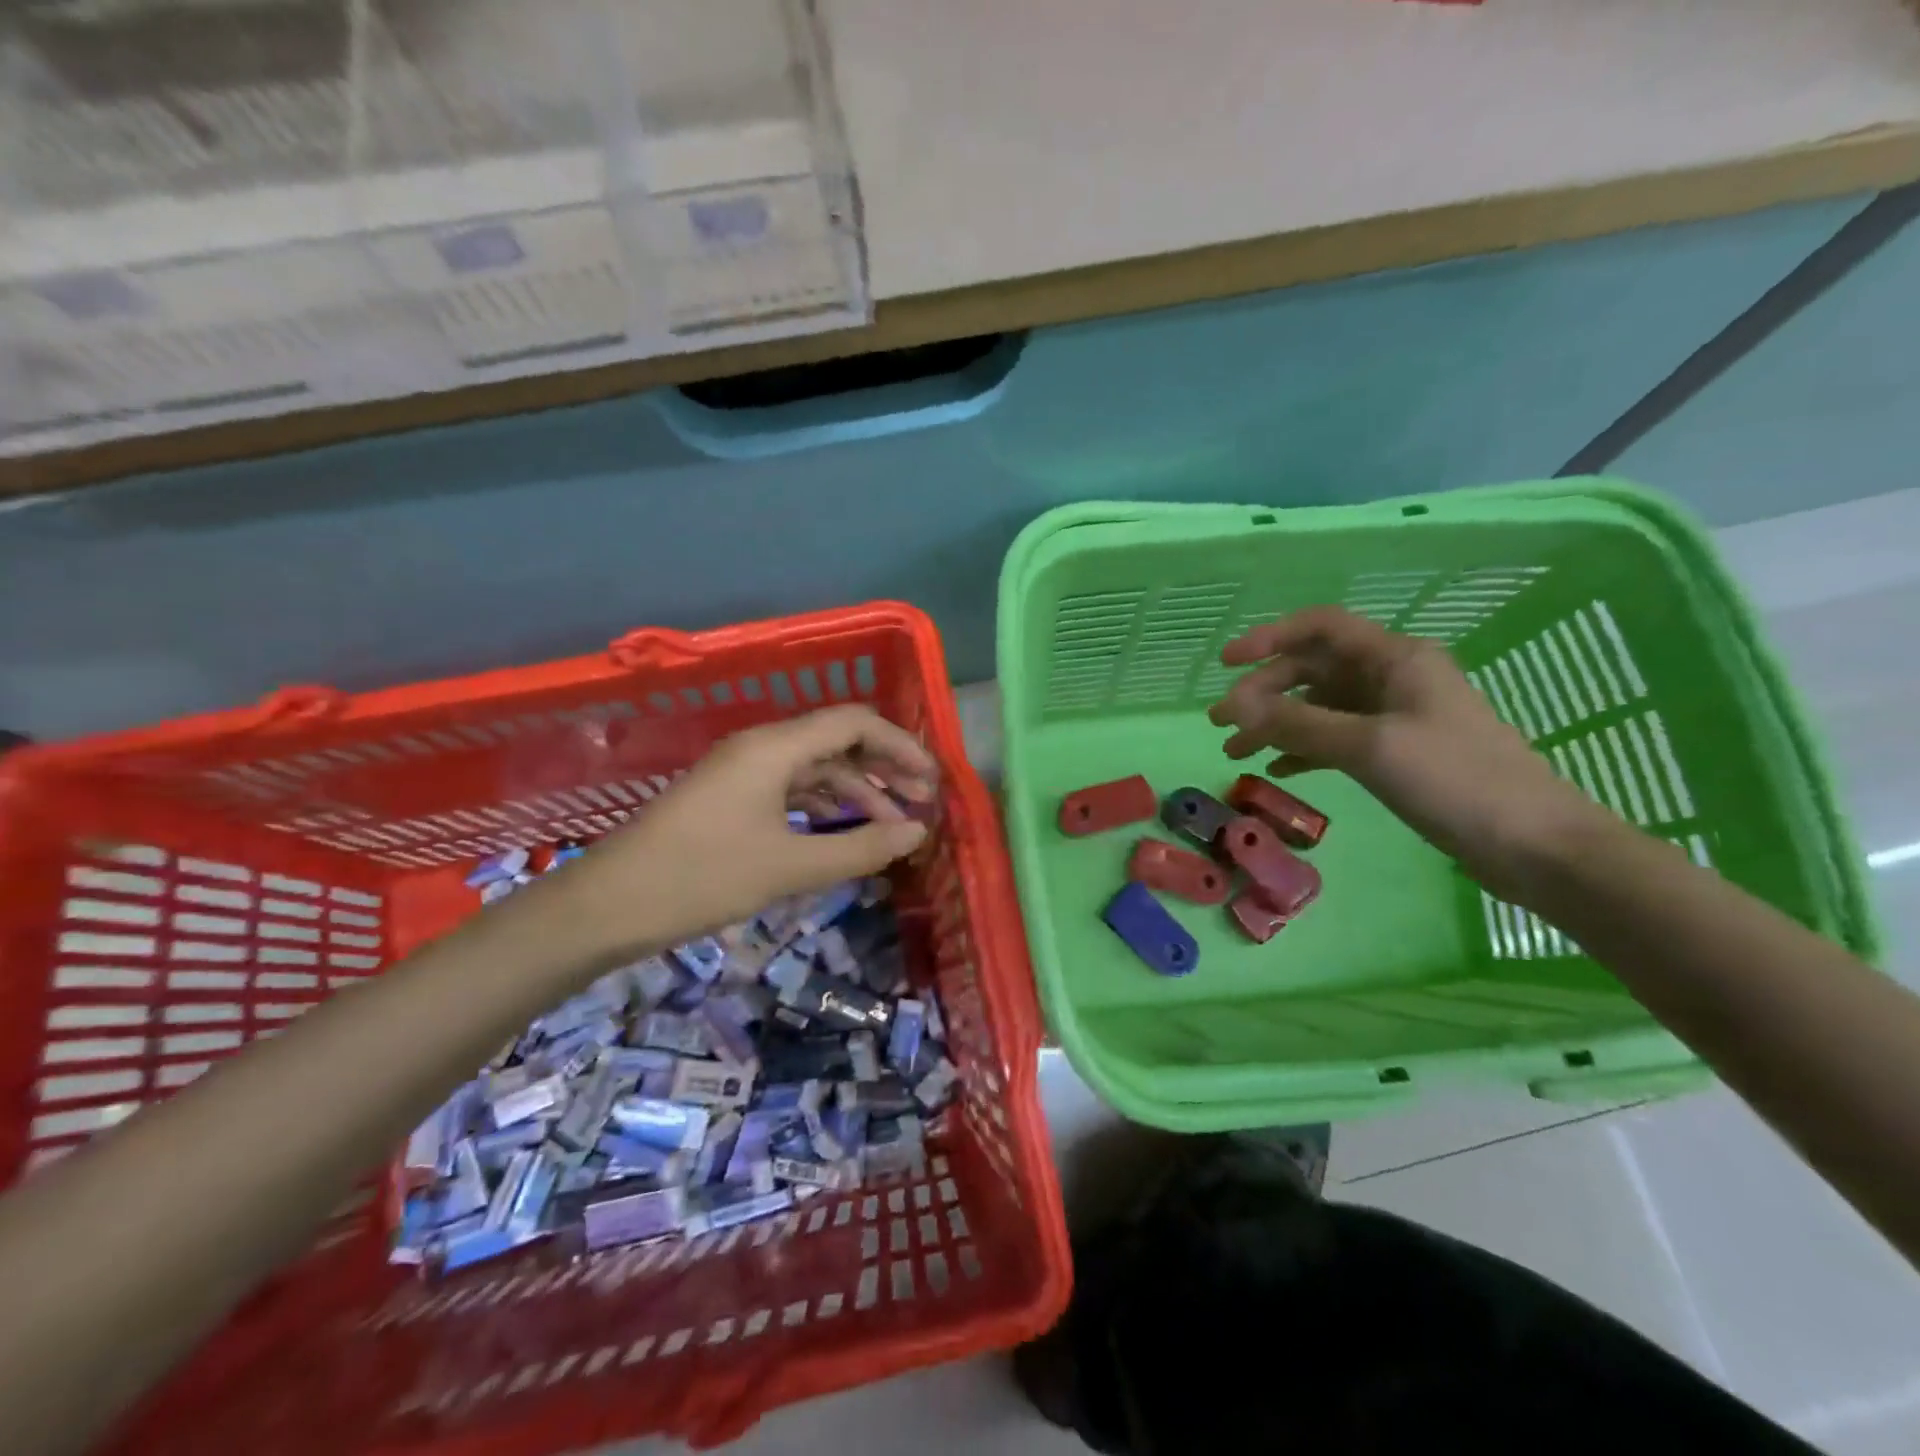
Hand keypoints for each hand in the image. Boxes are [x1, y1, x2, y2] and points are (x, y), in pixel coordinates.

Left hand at [562, 705, 938, 952]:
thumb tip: (917, 832)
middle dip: (883, 768)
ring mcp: (742, 773)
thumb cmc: (700, 877)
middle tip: (921, 802)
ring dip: (856, 792)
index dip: (899, 746)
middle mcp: (760, 748)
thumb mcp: (788, 866)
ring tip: (891, 827)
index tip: (931, 781)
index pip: (853, 723)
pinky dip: (824, 808)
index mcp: (774, 747)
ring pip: (814, 769)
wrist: (605, 907)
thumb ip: (859, 847)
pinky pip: (791, 791)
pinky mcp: (730, 799)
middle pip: (837, 741)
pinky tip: (843, 834)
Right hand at [1206, 607, 1599, 895]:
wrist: (1534, 845)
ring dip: (1277, 724)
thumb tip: (1231, 706)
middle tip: (1221, 723)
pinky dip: (1303, 750)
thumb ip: (1297, 723)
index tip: (1225, 664)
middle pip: (1313, 669)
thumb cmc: (1455, 780)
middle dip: (1263, 692)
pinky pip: (1336, 739)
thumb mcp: (1369, 746)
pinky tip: (1278, 772)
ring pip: (1320, 707)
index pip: (1320, 627)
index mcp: (1396, 658)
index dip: (1268, 637)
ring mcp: (1395, 717)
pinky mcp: (1397, 753)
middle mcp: (1393, 678)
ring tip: (1236, 751)